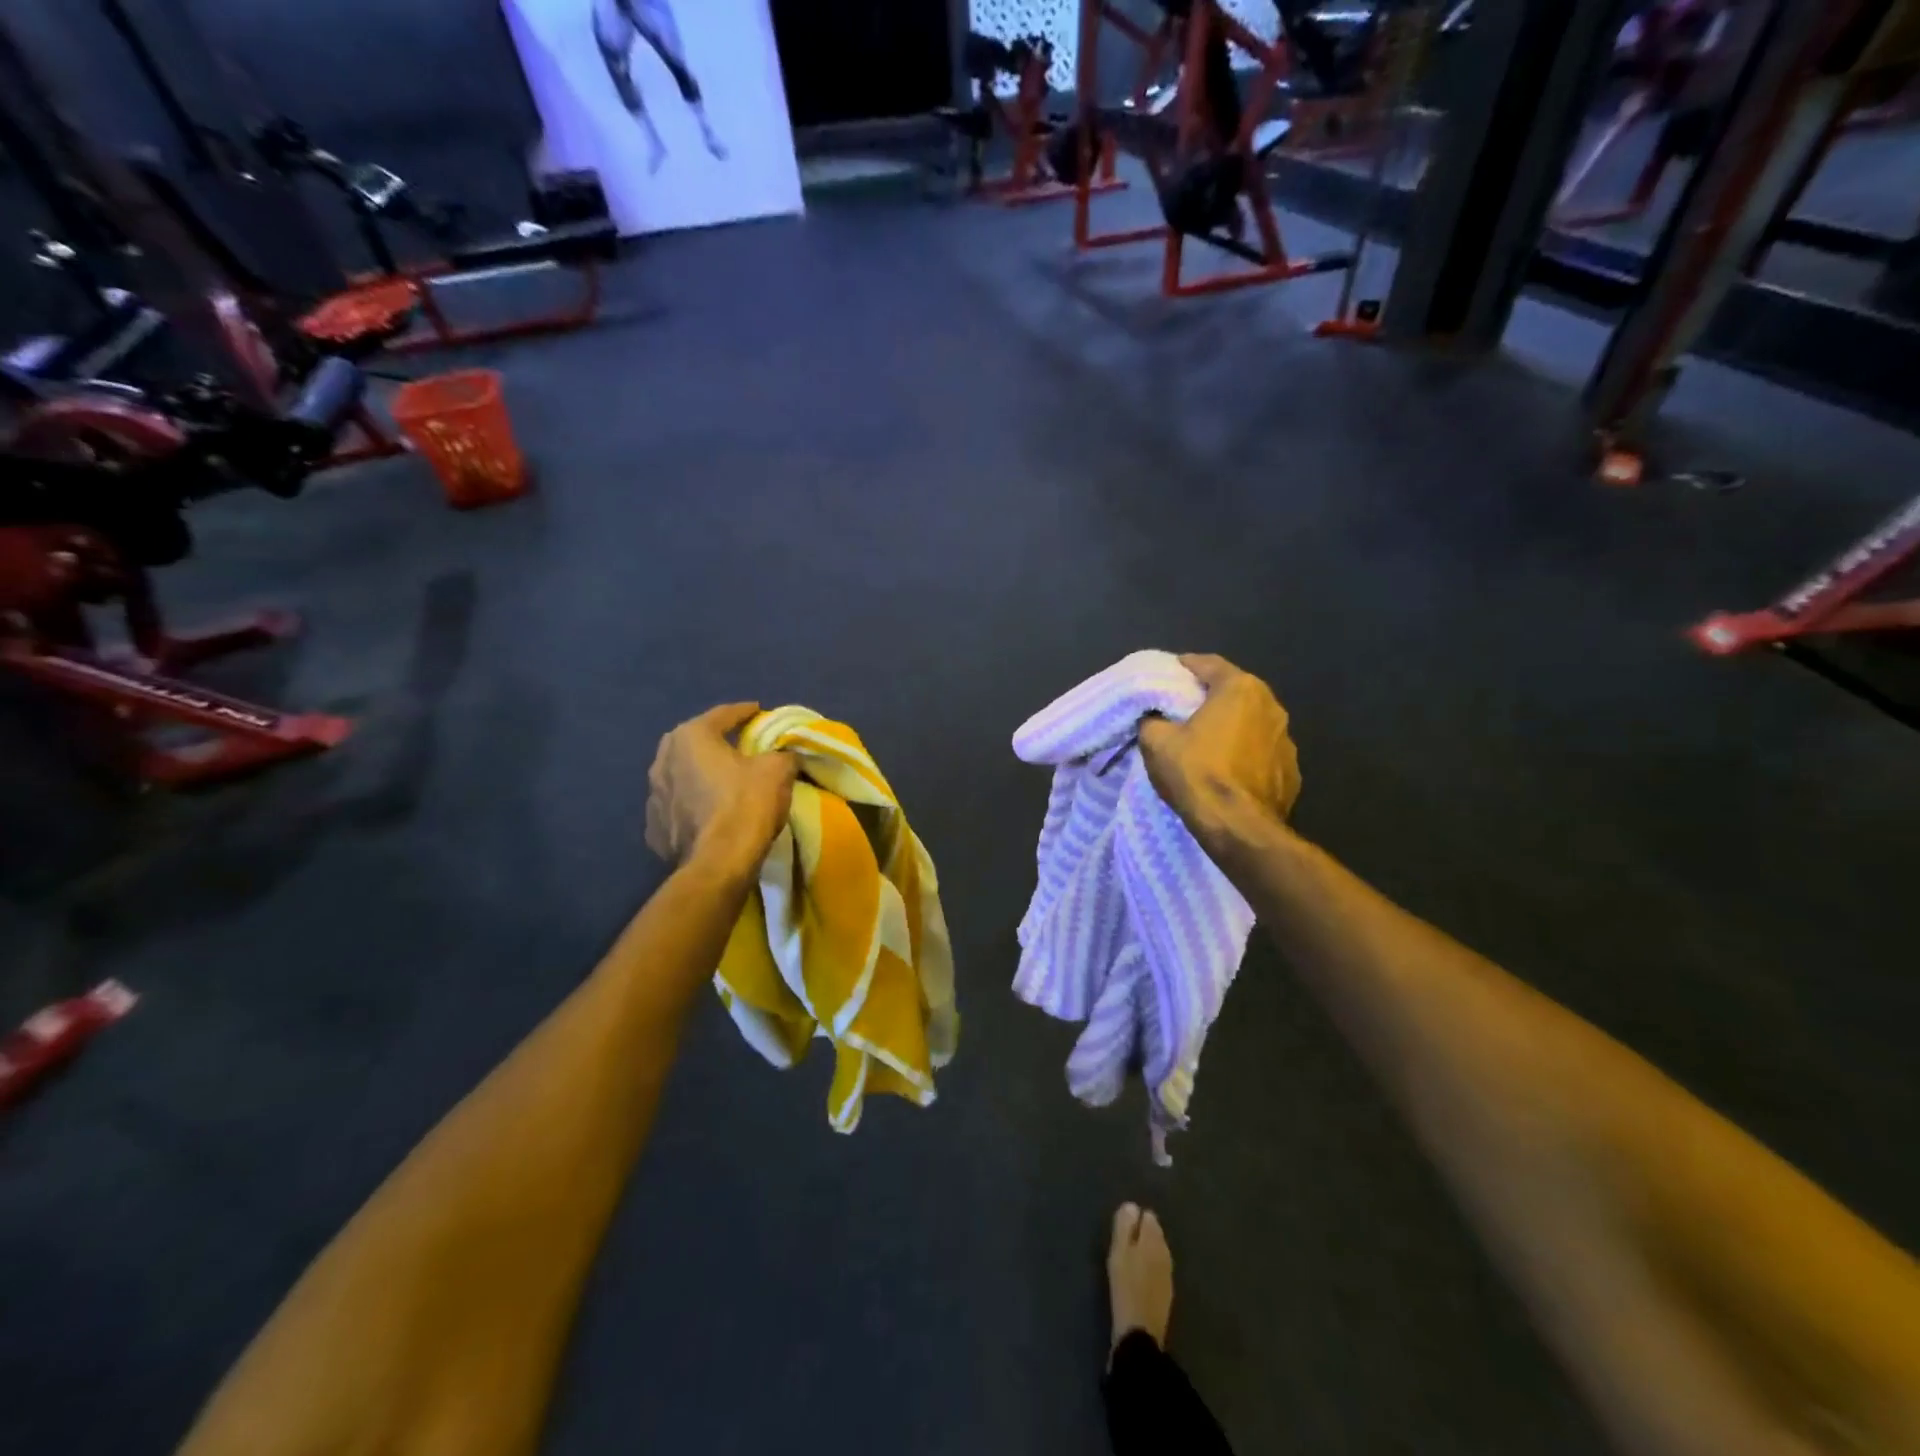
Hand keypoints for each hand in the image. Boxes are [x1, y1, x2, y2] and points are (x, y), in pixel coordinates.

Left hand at [646, 703, 797, 871]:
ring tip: (723, 780)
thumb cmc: (747, 804)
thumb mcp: (778, 770)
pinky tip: (708, 812)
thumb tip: (785, 754)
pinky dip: (692, 804)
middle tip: (740, 745)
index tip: (759, 711)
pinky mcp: (654, 828)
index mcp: (691, 736)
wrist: (719, 863)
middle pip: (696, 742)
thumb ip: (781, 754)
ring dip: (701, 774)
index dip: (745, 712)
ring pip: (683, 774)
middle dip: (717, 741)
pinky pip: (678, 806)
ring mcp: (653, 795)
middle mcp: (663, 759)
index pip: (723, 715)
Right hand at [1139, 655, 1299, 845]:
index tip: (1170, 671)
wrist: (1238, 827)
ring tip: (1209, 740)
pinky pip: (1262, 754)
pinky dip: (1246, 755)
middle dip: (1211, 697)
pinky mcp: (1292, 772)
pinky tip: (1229, 770)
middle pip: (1235, 692)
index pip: (1209, 664)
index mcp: (1240, 689)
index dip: (1186, 665)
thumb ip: (1153, 721)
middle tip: (1186, 706)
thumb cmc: (1197, 773)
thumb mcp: (1157, 742)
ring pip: (1252, 723)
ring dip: (1232, 727)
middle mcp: (1271, 707)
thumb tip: (1154, 718)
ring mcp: (1287, 741)